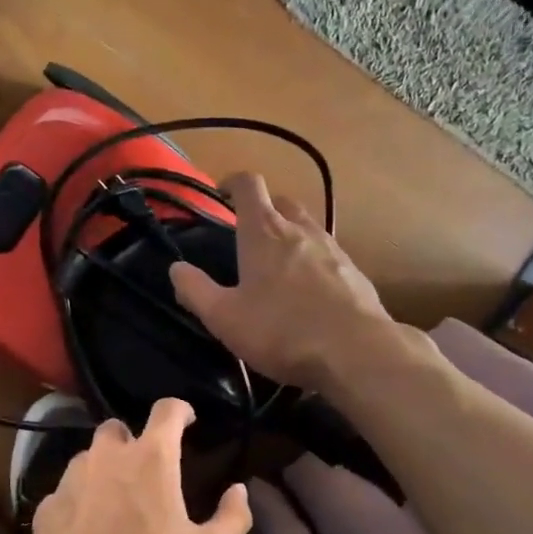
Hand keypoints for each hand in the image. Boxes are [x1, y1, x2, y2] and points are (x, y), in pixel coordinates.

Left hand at [27, 398, 252, 533]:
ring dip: (102, 469)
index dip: (180, 410)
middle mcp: (108, 457)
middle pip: (117, 428)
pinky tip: (85, 528)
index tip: (187, 419)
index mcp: (152, 458)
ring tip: (114, 498)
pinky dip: (78, 501)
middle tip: (145, 467)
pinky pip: (65, 492)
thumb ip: (233, 518)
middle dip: (131, 439)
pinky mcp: (47, 507)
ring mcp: (71, 480)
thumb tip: (239, 491)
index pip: (167, 410)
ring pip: (88, 458)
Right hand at [168, 172, 392, 391]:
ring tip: (278, 266)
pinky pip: (328, 254)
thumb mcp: (225, 318)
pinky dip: (313, 262)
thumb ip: (196, 291)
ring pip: (307, 227)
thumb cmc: (281, 331)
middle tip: (248, 235)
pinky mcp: (355, 272)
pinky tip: (310, 292)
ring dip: (290, 236)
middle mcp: (300, 229)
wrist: (355, 350)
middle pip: (281, 202)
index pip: (249, 185)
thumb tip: (176, 268)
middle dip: (263, 210)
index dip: (232, 182)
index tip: (222, 193)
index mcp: (264, 231)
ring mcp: (333, 248)